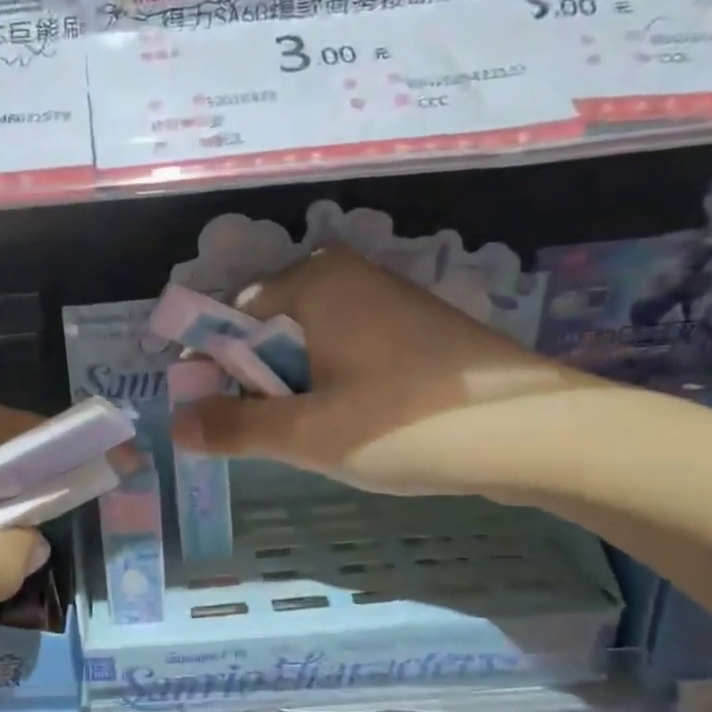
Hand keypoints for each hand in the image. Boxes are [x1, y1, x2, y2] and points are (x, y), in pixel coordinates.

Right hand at [169, 246, 599, 495]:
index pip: (230, 316)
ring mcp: (385, 300)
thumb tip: (176, 426)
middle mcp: (347, 276)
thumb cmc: (406, 423)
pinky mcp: (412, 329)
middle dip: (255, 382)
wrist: (535, 434)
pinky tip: (350, 425)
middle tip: (267, 435)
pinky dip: (330, 385)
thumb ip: (234, 426)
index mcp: (314, 281)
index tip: (209, 416)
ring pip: (307, 344)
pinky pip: (345, 351)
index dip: (210, 367)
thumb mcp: (307, 433)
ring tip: (310, 436)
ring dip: (293, 389)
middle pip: (268, 328)